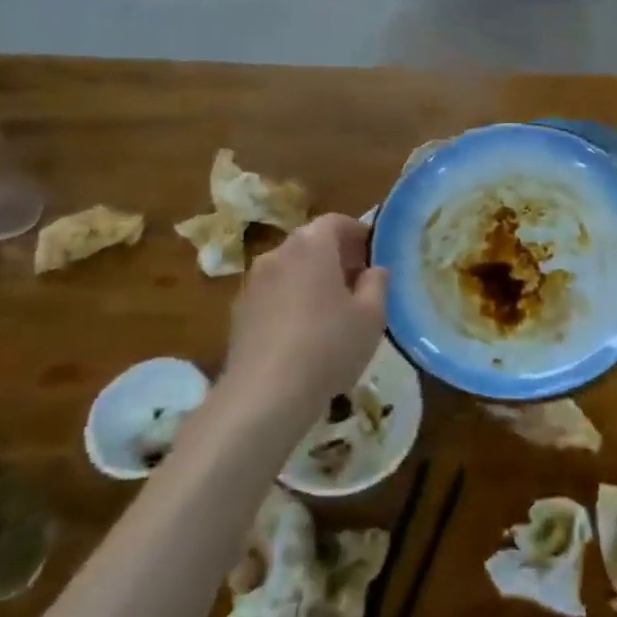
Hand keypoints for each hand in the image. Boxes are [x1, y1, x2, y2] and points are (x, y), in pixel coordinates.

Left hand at [226, 214, 387, 404]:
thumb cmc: (328, 346)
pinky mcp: (238, 312)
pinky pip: (274, 295)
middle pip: (311, 243)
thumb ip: (378, 284)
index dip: (358, 233)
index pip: (336, 221)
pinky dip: (292, 302)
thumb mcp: (372, 316)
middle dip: (336, 257)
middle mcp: (277, 254)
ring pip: (290, 270)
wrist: (264, 394)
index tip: (374, 254)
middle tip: (359, 283)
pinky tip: (305, 334)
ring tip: (333, 312)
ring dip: (312, 280)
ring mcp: (252, 283)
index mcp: (311, 245)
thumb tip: (374, 270)